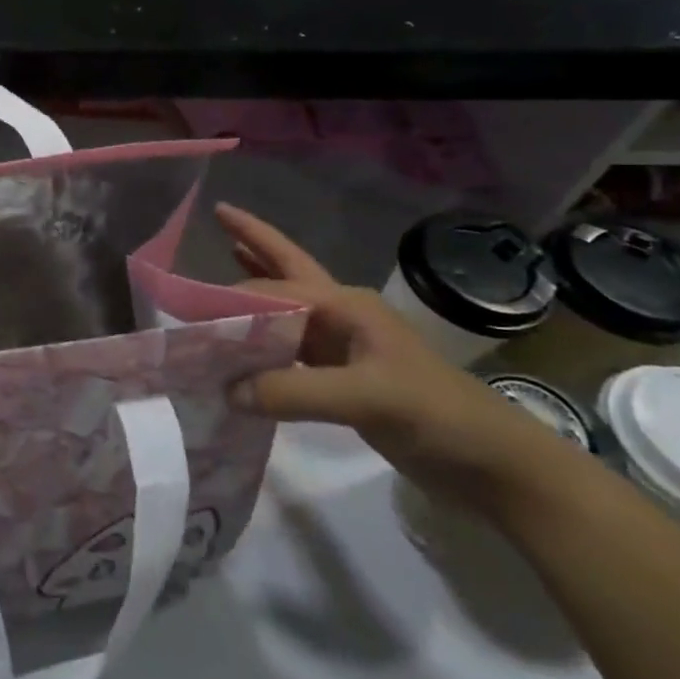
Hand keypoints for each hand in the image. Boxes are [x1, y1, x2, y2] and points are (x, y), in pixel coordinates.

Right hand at [217, 204, 577, 521]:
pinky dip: (262, 338)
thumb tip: (227, 390)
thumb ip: (294, 391)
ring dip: (255, 285)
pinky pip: (288, 348)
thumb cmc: (436, 415)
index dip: (231, 297)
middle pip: (287, 269)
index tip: (187, 310)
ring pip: (286, 306)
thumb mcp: (368, 398)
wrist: (492, 464)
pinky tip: (244, 342)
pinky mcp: (341, 377)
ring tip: (223, 258)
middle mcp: (340, 315)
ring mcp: (342, 346)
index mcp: (346, 306)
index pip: (274, 289)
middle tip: (218, 214)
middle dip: (253, 241)